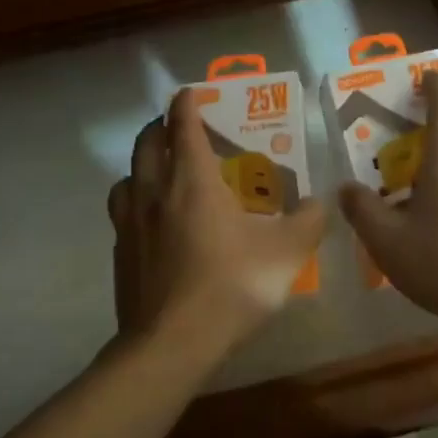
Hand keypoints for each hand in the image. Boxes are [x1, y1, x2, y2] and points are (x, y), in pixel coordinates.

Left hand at [109, 87, 325, 359]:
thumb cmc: (230, 286)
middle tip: (176, 126)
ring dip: (142, 164)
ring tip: (159, 173)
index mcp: (193, 180)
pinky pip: (122, 213)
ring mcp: (130, 223)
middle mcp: (155, 191)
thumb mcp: (286, 253)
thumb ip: (308, 222)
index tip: (190, 93)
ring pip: (127, 176)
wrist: (171, 344)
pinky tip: (152, 223)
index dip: (186, 104)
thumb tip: (318, 204)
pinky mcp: (120, 254)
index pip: (183, 126)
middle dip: (160, 126)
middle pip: (147, 143)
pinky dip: (135, 203)